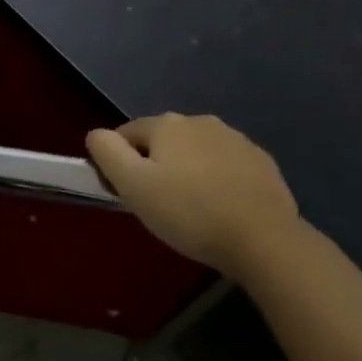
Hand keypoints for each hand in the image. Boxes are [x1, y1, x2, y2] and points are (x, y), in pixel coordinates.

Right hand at [86, 114, 299, 276]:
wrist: (265, 240)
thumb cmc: (189, 212)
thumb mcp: (132, 185)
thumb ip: (106, 152)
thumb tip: (96, 135)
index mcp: (166, 124)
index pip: (127, 134)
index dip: (120, 164)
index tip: (127, 195)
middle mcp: (200, 121)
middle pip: (163, 141)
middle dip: (156, 166)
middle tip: (159, 205)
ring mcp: (236, 139)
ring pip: (196, 152)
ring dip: (189, 172)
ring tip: (193, 210)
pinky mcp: (262, 162)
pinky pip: (227, 166)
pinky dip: (219, 181)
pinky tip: (223, 209)